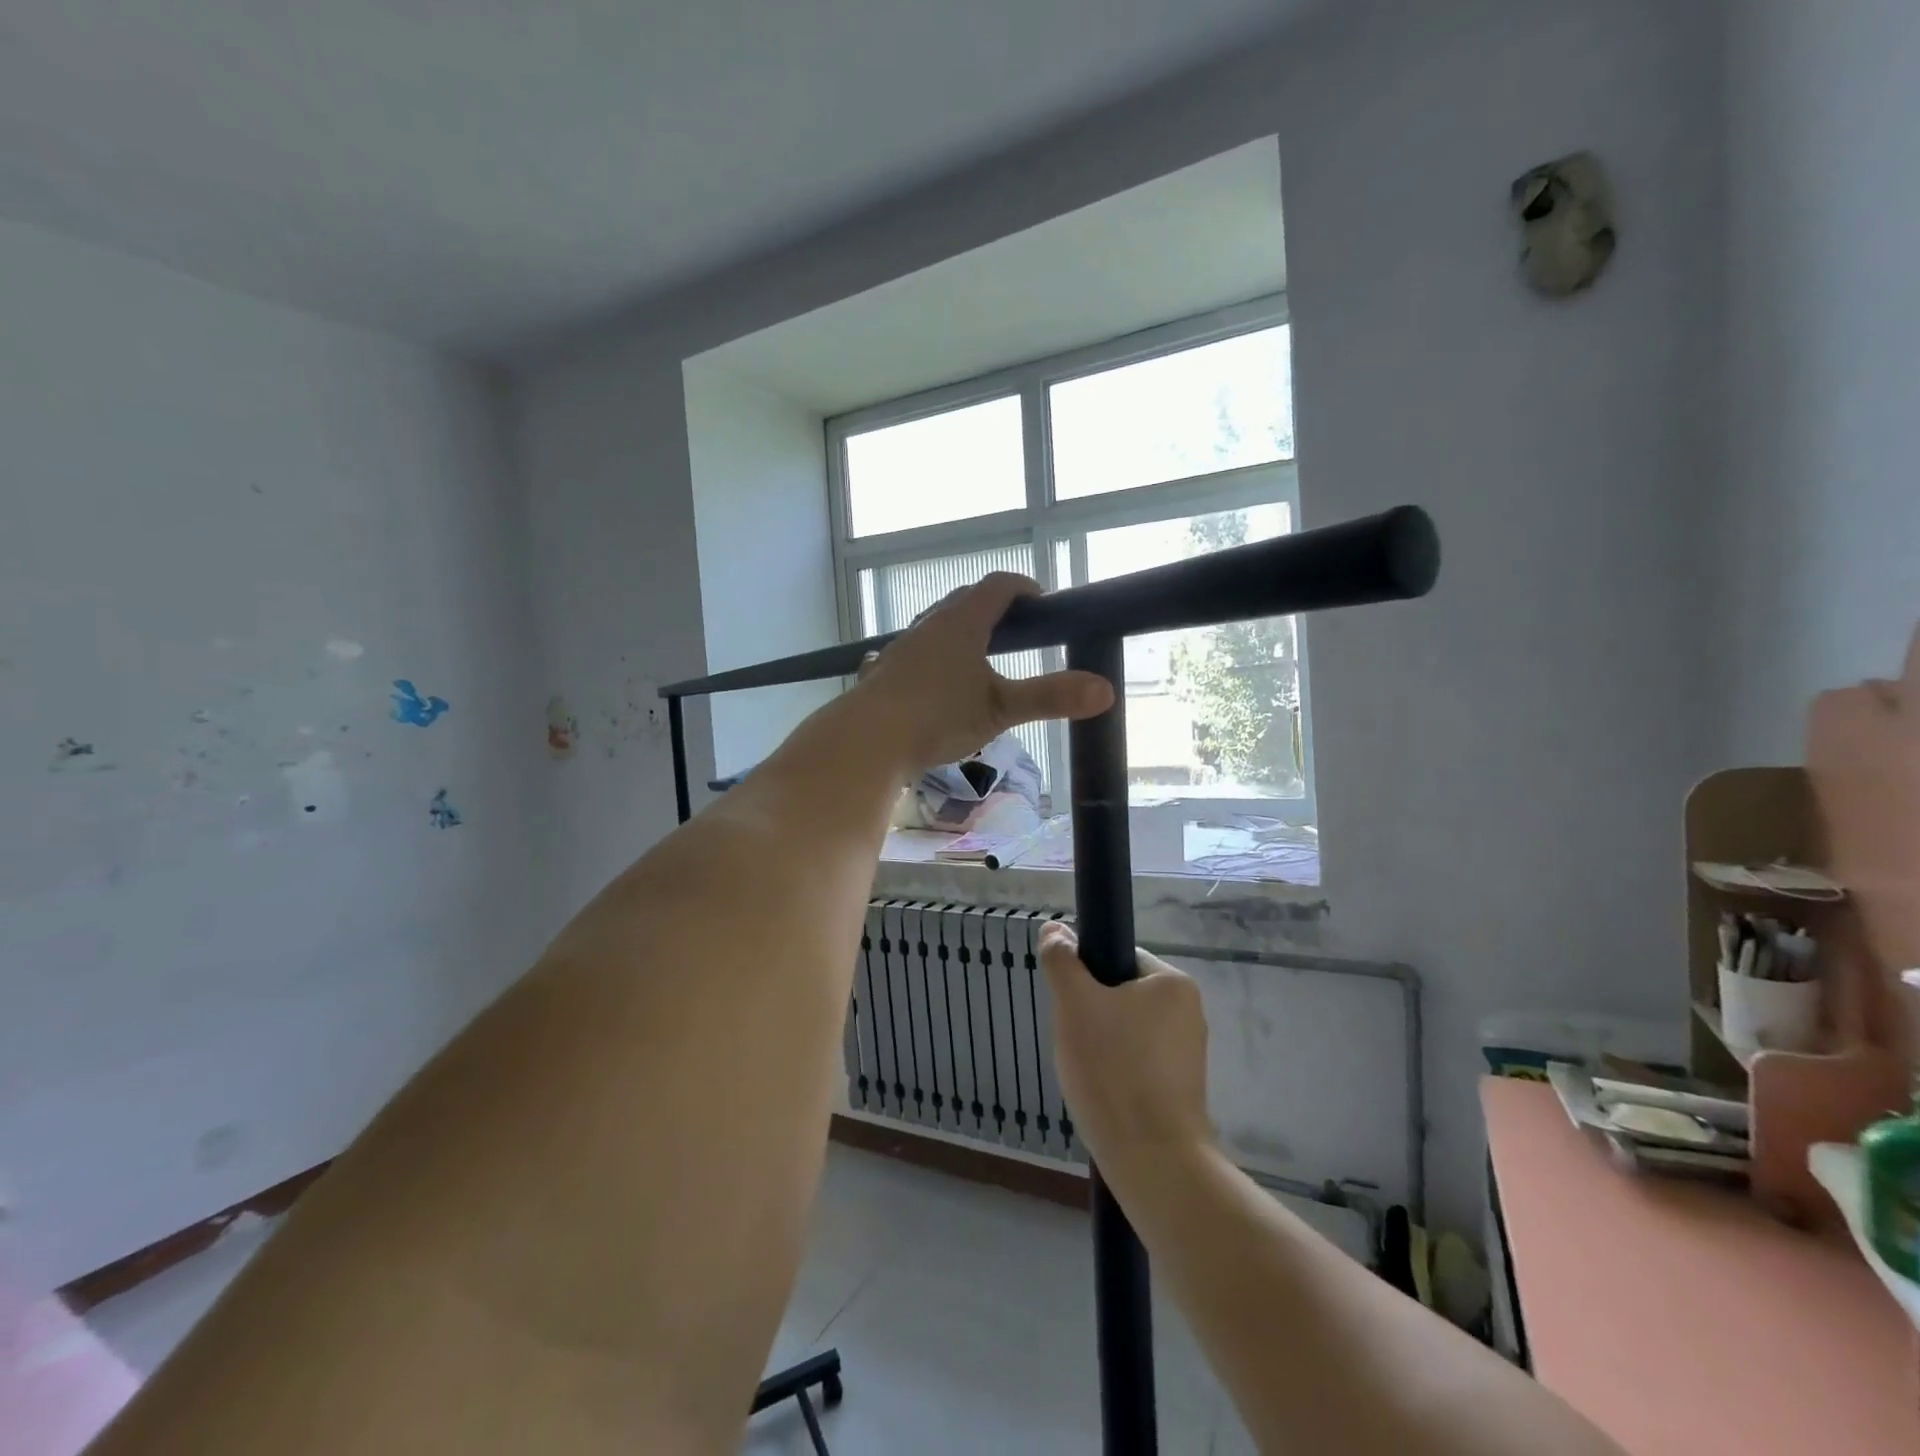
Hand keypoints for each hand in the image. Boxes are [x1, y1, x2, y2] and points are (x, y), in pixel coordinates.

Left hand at [851, 573, 1112, 771]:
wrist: (866, 740)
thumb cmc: (937, 718)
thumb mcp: (1000, 710)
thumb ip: (1050, 697)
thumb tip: (1105, 690)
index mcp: (961, 623)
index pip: (997, 586)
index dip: (1024, 587)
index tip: (1042, 601)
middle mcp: (928, 626)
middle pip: (964, 602)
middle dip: (992, 609)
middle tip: (1016, 630)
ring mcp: (901, 649)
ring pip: (934, 628)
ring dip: (959, 633)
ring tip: (977, 657)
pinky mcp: (883, 673)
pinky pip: (912, 654)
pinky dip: (930, 658)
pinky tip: (930, 681)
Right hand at [1039, 924, 1213, 1174]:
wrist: (1153, 1161)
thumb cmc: (1113, 1070)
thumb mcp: (1074, 1003)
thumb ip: (1061, 960)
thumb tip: (1054, 928)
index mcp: (1173, 983)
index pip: (1118, 959)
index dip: (1086, 978)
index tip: (1071, 1008)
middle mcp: (1189, 1012)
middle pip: (1121, 997)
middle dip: (1091, 1017)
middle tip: (1076, 1043)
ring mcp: (1188, 1054)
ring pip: (1126, 1033)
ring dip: (1101, 1047)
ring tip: (1089, 1075)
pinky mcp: (1182, 1090)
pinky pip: (1138, 1065)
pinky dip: (1117, 1073)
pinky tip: (1104, 1095)